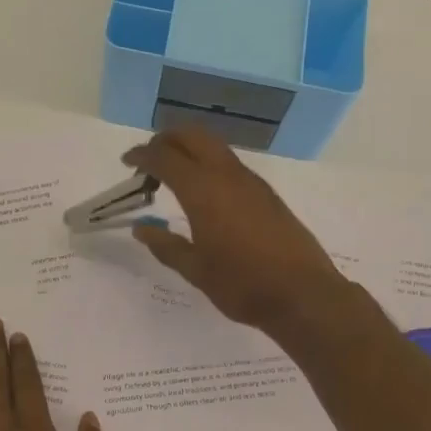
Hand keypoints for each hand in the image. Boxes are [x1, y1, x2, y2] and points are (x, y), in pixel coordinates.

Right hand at [124, 128, 350, 335]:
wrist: (303, 294)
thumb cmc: (242, 285)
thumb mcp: (196, 271)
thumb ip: (166, 246)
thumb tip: (142, 229)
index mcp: (203, 191)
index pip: (165, 158)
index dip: (142, 155)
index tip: (127, 163)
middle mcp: (227, 176)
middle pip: (193, 136)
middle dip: (167, 139)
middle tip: (149, 161)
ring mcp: (252, 182)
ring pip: (215, 147)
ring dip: (190, 150)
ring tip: (173, 176)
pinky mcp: (267, 194)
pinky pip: (230, 164)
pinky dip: (209, 164)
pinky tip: (205, 193)